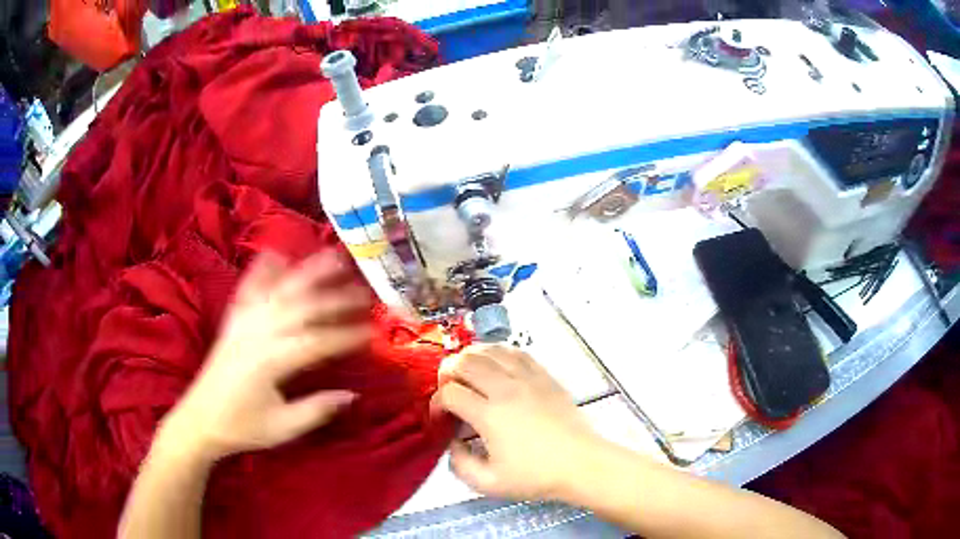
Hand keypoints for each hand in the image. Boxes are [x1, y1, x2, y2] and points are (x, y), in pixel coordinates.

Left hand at [160, 250, 372, 461]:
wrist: (199, 419)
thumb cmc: (241, 426)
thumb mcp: (282, 428)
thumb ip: (316, 410)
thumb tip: (352, 395)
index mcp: (270, 361)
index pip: (316, 342)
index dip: (346, 336)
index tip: (373, 333)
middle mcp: (256, 333)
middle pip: (301, 306)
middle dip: (335, 298)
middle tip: (365, 292)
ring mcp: (242, 323)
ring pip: (278, 289)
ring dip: (306, 272)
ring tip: (332, 256)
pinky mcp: (232, 321)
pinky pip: (248, 289)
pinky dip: (262, 269)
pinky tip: (276, 254)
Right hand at [432, 345, 603, 500]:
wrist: (581, 464)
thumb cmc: (536, 476)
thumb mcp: (488, 483)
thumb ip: (460, 464)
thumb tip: (452, 443)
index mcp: (489, 415)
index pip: (450, 393)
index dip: (437, 402)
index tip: (441, 417)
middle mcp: (506, 389)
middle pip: (465, 362)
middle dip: (448, 372)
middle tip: (449, 389)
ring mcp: (527, 379)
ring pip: (490, 350)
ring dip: (471, 358)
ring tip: (468, 373)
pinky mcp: (545, 376)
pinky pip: (516, 352)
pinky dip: (499, 353)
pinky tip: (496, 365)